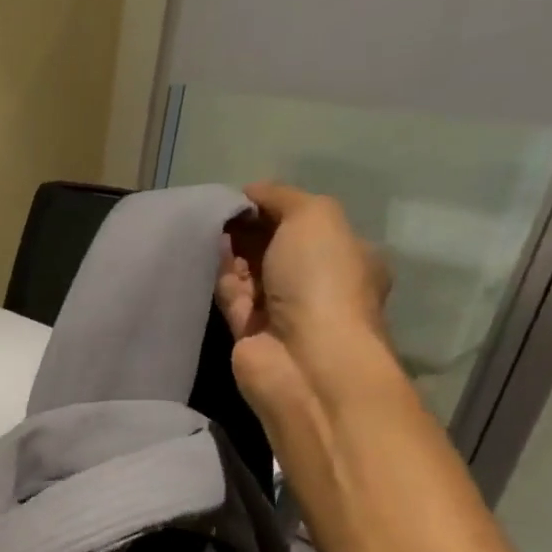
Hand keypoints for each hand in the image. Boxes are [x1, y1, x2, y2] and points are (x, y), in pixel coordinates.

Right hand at [216, 182, 391, 411]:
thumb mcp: (315, 216)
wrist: (303, 359)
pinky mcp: (248, 334)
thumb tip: (249, 193)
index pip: (306, 223)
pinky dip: (219, 277)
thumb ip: (281, 197)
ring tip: (206, 229)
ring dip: (231, 252)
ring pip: (250, 272)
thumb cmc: (322, 280)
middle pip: (275, 247)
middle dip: (249, 229)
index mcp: (346, 254)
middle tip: (220, 212)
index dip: (275, 206)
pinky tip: (205, 257)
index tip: (243, 196)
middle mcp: (316, 283)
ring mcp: (281, 311)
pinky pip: (230, 297)